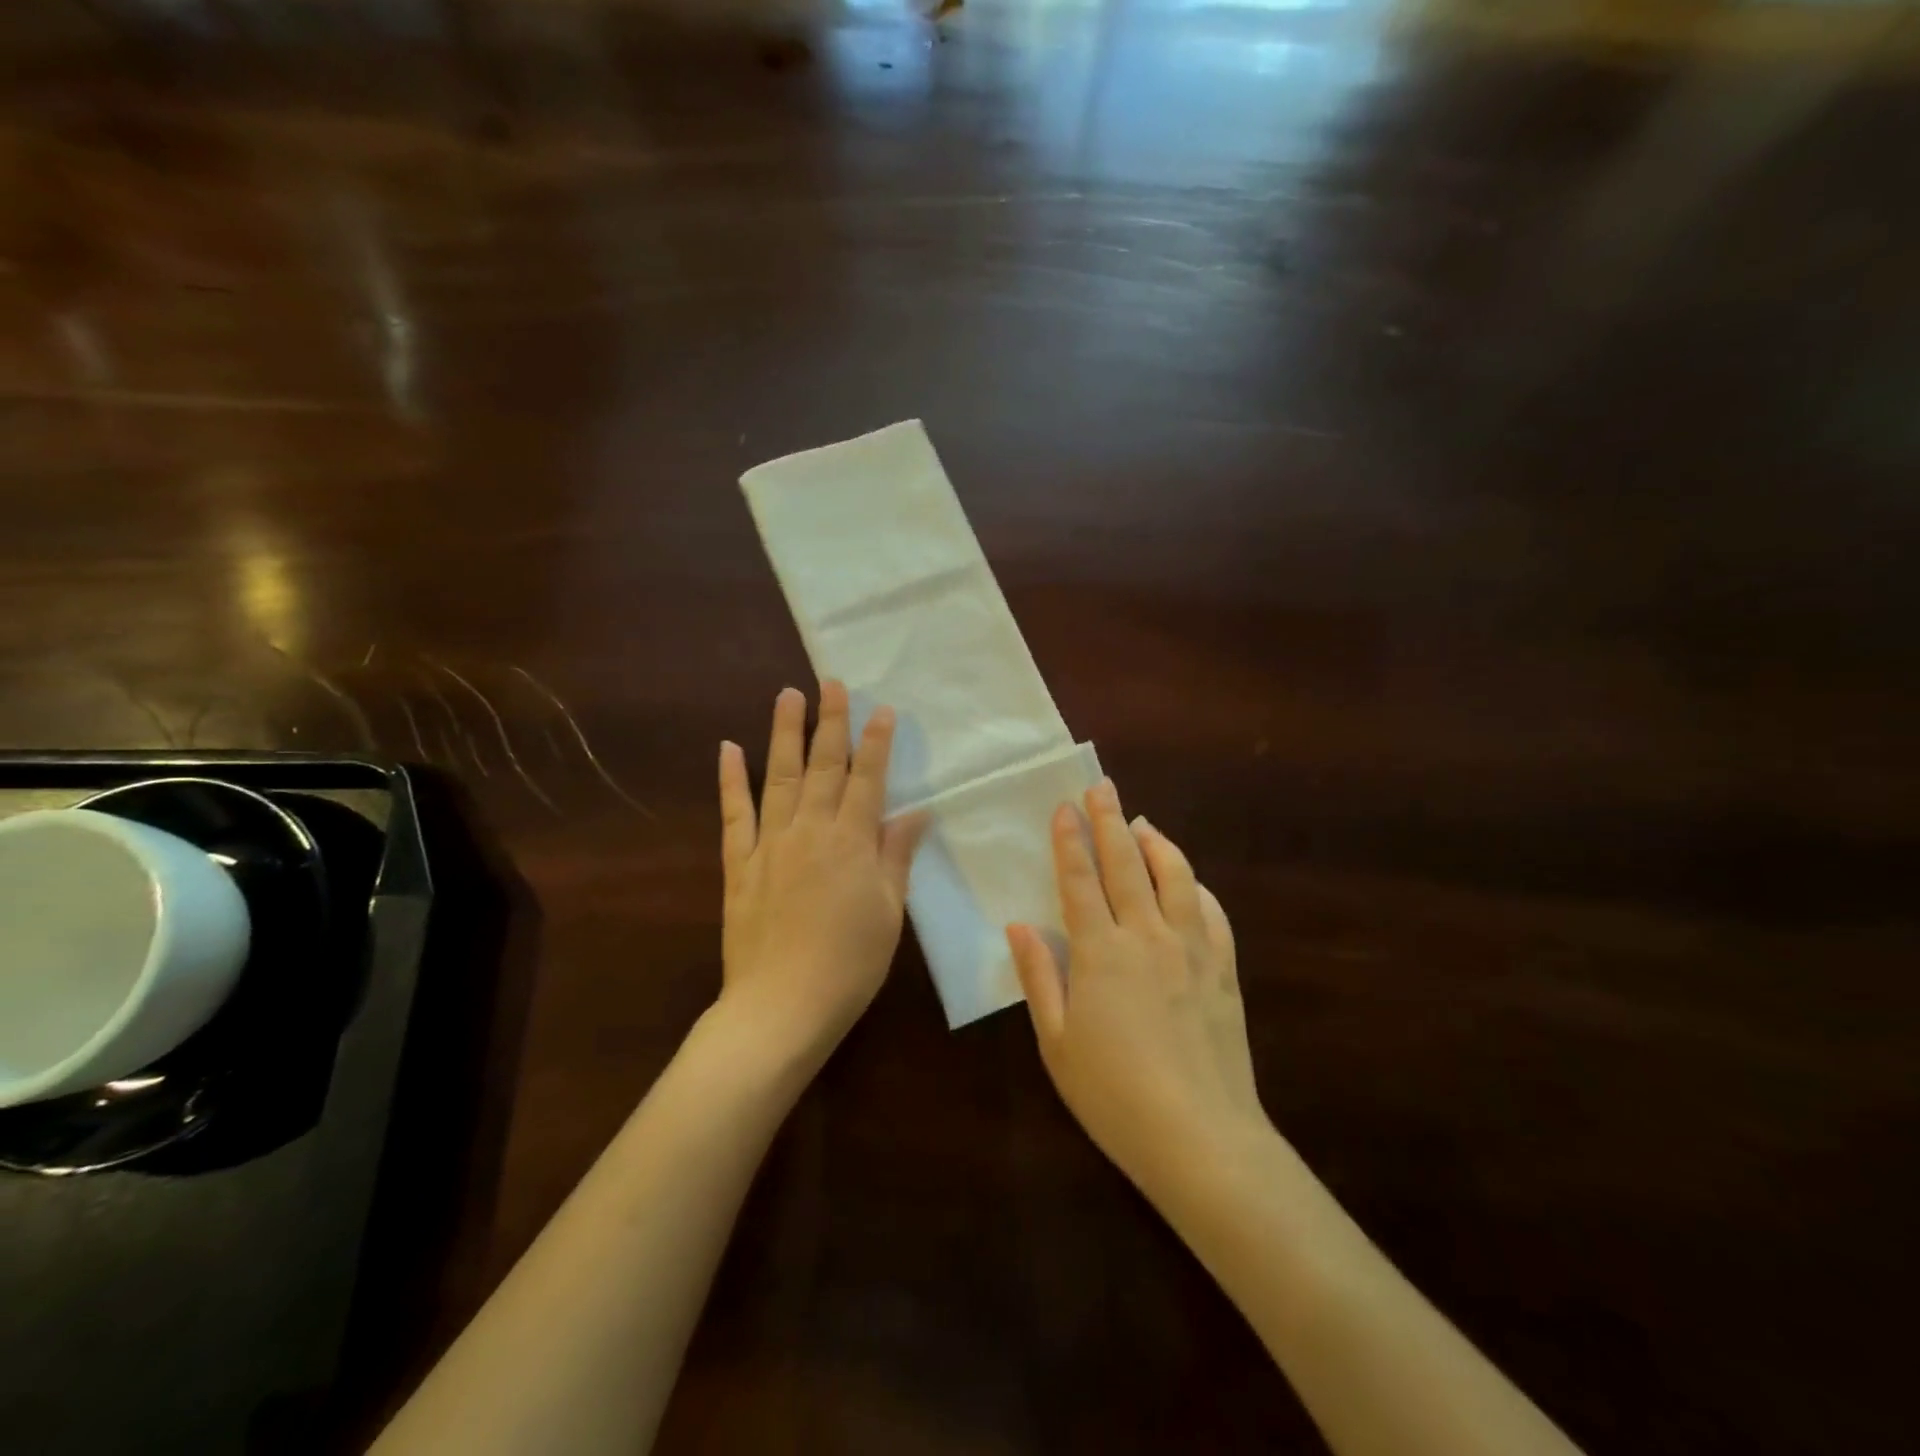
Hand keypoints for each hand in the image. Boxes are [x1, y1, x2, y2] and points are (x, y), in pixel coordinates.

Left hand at [718, 682, 925, 1062]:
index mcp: (851, 842)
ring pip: (778, 777)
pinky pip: (733, 814)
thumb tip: (916, 811)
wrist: (781, 1006)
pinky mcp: (738, 865)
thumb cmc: (850, 964)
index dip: (876, 742)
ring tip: (788, 695)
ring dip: (784, 733)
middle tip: (831, 682)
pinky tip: (728, 748)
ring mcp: (769, 844)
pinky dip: (730, 780)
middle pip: (823, 766)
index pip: (868, 779)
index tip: (881, 708)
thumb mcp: (889, 912)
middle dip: (830, 721)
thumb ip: (897, 856)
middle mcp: (810, 831)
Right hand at [1007, 779, 1267, 1196]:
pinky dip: (1197, 887)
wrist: (1201, 1138)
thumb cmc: (1114, 1095)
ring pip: (1176, 877)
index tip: (1064, 806)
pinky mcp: (1224, 970)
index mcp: (1101, 952)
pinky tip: (1189, 882)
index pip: (1080, 881)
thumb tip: (1019, 925)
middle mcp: (1148, 937)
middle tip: (1101, 787)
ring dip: (1158, 843)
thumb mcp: (1057, 1042)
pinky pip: (1213, 913)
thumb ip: (1039, 977)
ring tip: (1142, 822)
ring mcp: (1193, 949)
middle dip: (1110, 821)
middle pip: (1127, 864)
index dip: (1070, 841)